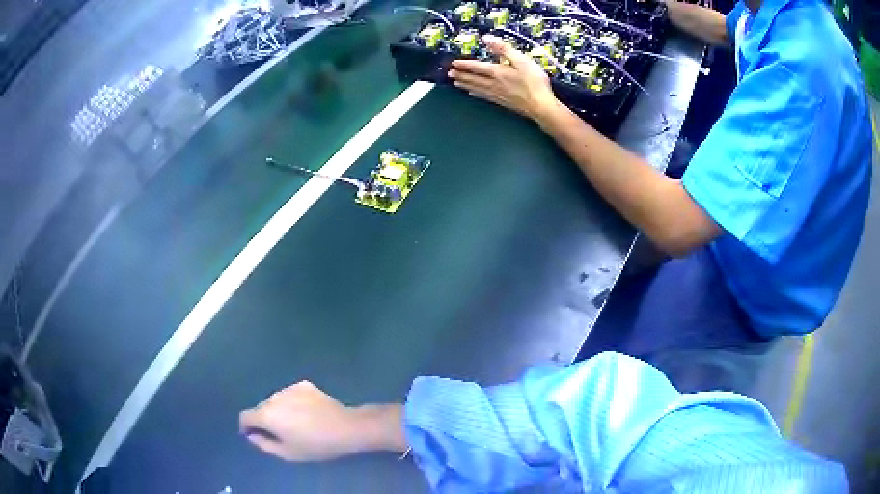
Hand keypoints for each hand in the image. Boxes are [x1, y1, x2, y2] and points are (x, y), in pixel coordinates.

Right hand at [240, 381, 361, 461]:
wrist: (346, 428)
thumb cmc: (315, 445)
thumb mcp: (287, 453)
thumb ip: (264, 444)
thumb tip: (252, 435)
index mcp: (267, 414)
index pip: (245, 416)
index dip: (246, 426)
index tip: (253, 435)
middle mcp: (274, 397)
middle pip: (261, 407)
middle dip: (264, 419)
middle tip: (279, 432)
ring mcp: (289, 388)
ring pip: (276, 400)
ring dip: (278, 410)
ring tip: (295, 423)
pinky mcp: (304, 384)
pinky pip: (290, 394)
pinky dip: (292, 402)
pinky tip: (306, 412)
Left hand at [448, 35, 558, 119]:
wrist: (541, 107)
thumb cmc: (535, 83)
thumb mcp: (522, 60)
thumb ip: (503, 49)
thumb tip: (487, 38)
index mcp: (498, 72)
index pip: (477, 67)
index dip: (464, 64)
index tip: (453, 63)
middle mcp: (494, 84)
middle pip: (473, 79)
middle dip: (461, 75)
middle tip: (449, 74)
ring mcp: (497, 94)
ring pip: (476, 88)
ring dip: (465, 85)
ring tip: (455, 83)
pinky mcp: (503, 103)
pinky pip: (484, 96)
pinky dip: (476, 94)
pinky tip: (473, 94)